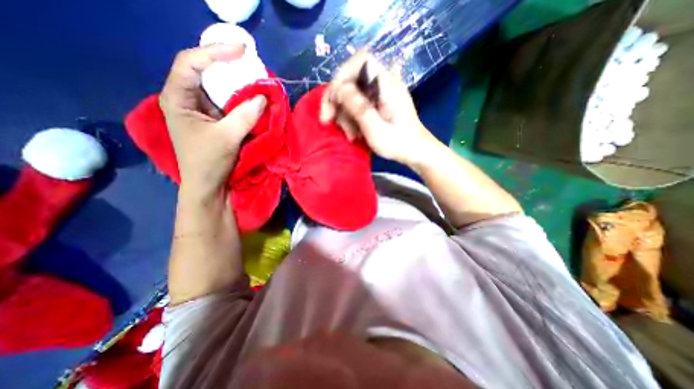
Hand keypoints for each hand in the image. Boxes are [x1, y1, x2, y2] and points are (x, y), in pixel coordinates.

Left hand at [160, 43, 267, 196]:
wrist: (209, 186)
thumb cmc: (209, 162)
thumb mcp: (227, 137)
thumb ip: (245, 115)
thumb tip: (263, 97)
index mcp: (178, 98)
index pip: (190, 63)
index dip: (215, 52)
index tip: (241, 51)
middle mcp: (187, 100)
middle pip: (205, 72)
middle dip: (228, 66)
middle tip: (251, 64)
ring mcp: (202, 110)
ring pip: (219, 89)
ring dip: (237, 84)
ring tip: (255, 79)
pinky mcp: (216, 121)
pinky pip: (229, 104)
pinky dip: (241, 100)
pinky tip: (253, 99)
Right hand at [321, 52, 437, 166]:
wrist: (415, 151)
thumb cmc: (399, 144)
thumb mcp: (377, 130)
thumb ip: (359, 108)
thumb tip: (340, 89)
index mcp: (388, 85)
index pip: (361, 60)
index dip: (342, 75)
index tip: (334, 99)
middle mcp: (384, 83)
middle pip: (351, 79)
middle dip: (337, 101)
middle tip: (329, 121)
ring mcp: (381, 93)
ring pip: (351, 94)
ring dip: (344, 114)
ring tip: (350, 136)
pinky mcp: (378, 103)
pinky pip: (357, 103)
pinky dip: (351, 117)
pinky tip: (354, 133)